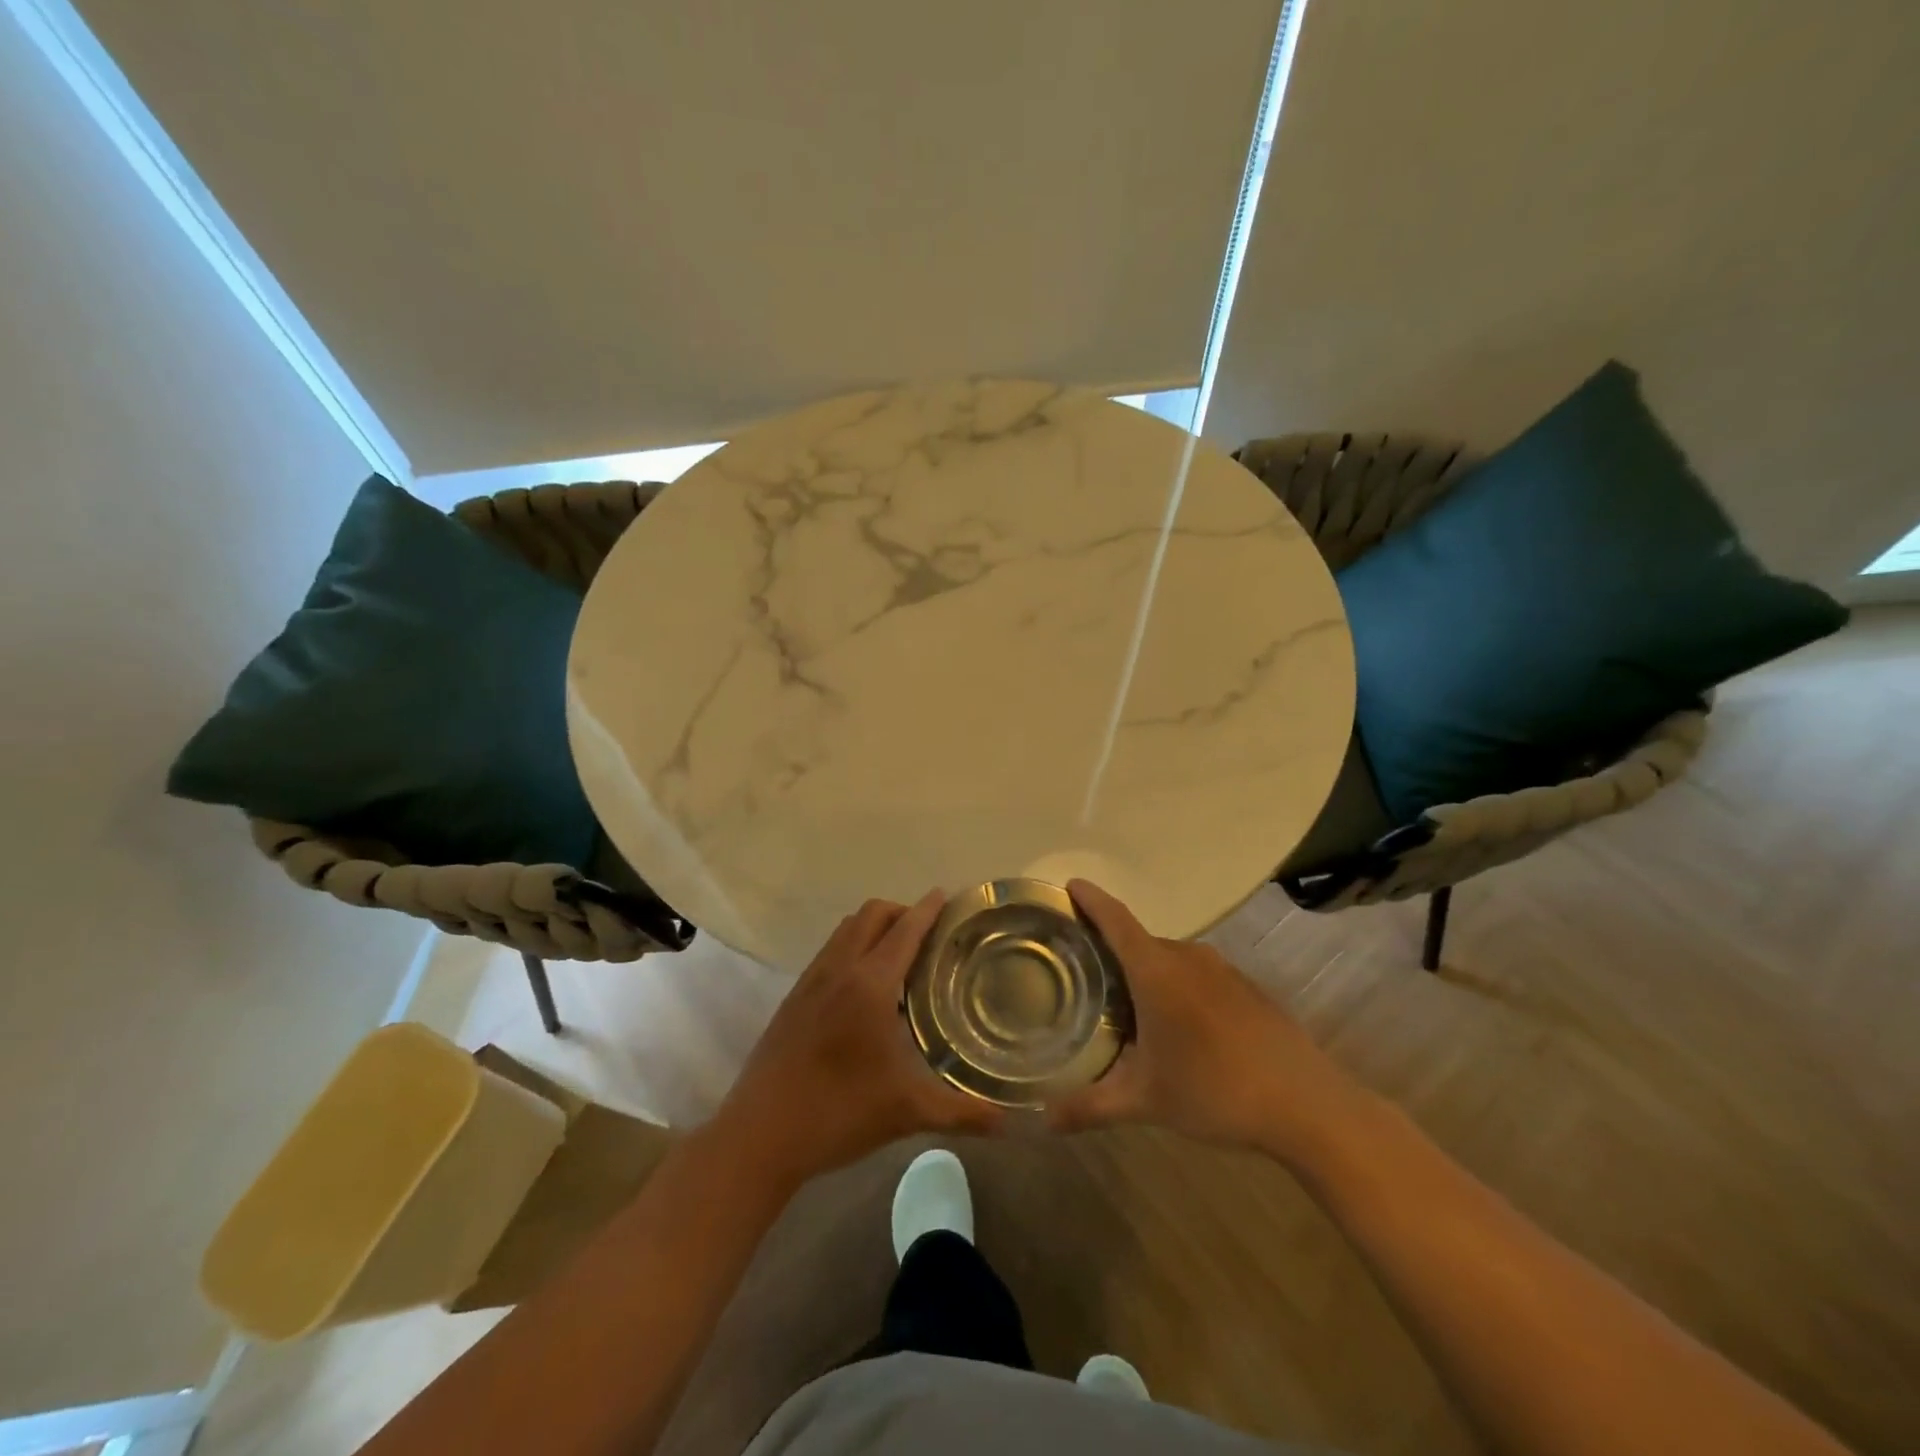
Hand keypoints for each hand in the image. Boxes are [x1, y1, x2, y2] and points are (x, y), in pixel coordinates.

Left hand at [714, 892, 1002, 1185]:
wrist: (759, 1135)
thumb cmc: (839, 1114)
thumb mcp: (908, 1112)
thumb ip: (964, 1113)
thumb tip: (1012, 1124)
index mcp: (870, 983)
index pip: (906, 928)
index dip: (929, 908)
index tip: (949, 897)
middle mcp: (839, 969)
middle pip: (872, 914)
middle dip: (903, 912)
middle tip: (930, 935)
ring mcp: (811, 980)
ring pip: (847, 929)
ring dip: (875, 927)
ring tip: (900, 956)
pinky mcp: (793, 997)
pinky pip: (830, 950)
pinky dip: (853, 946)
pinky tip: (864, 988)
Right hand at [1048, 879, 1364, 1161]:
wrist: (1307, 1104)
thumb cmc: (1215, 1090)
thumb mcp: (1145, 1101)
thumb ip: (1090, 1106)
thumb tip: (1045, 1120)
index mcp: (1156, 970)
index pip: (1115, 919)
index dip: (1091, 899)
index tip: (1070, 884)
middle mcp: (1188, 957)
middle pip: (1139, 941)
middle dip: (1111, 951)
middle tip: (1085, 975)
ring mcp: (1222, 969)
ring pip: (1169, 960)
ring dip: (1146, 974)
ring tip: (1126, 1005)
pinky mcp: (1246, 987)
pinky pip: (1198, 974)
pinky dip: (1177, 987)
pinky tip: (1179, 1027)